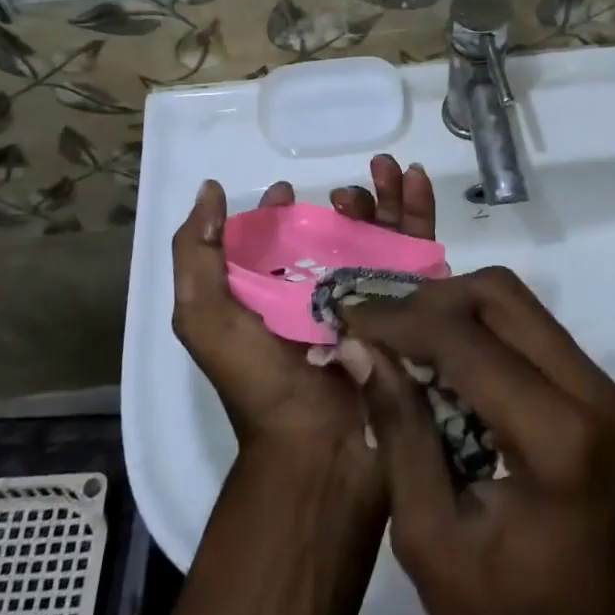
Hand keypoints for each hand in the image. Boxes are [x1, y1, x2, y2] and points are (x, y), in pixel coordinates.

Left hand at [171, 156, 435, 462]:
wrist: (319, 445)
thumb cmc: (258, 378)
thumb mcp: (204, 315)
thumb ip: (196, 253)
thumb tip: (210, 190)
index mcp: (279, 294)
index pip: (283, 239)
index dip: (280, 211)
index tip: (285, 191)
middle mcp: (327, 292)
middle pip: (341, 230)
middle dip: (348, 198)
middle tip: (344, 190)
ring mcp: (372, 296)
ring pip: (383, 231)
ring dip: (386, 194)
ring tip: (386, 169)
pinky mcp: (410, 303)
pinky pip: (418, 249)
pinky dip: (417, 210)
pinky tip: (415, 179)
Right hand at [339, 268, 614, 614]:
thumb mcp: (433, 544)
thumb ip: (400, 434)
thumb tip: (361, 349)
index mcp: (555, 437)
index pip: (465, 339)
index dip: (399, 320)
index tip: (347, 318)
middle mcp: (589, 391)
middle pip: (500, 294)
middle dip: (429, 299)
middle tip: (378, 327)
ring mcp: (602, 387)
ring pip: (517, 302)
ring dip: (454, 307)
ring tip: (403, 339)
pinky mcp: (599, 393)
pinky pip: (531, 329)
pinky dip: (480, 328)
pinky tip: (443, 360)